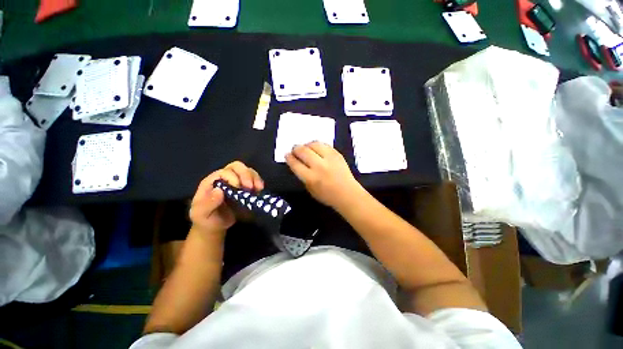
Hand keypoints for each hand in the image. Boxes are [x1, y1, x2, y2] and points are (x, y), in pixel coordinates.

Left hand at [189, 161, 263, 234]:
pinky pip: (254, 180)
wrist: (214, 226)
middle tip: (251, 187)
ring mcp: (237, 182)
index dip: (233, 177)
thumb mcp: (200, 214)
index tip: (238, 188)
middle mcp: (225, 178)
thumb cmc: (205, 219)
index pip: (225, 172)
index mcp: (212, 181)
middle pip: (237, 167)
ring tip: (259, 188)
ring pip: (248, 171)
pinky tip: (260, 190)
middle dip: (246, 174)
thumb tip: (219, 191)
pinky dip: (259, 183)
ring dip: (255, 178)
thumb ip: (207, 203)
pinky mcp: (246, 188)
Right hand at [285, 142, 362, 208]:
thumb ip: (302, 176)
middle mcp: (319, 166)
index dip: (289, 158)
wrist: (347, 193)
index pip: (295, 164)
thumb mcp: (310, 190)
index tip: (287, 155)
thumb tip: (296, 163)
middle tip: (294, 150)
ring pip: (313, 144)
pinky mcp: (337, 154)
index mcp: (311, 178)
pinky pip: (324, 144)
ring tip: (305, 148)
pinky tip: (316, 148)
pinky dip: (317, 145)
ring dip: (306, 145)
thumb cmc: (327, 196)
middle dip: (296, 149)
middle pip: (303, 151)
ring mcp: (329, 159)